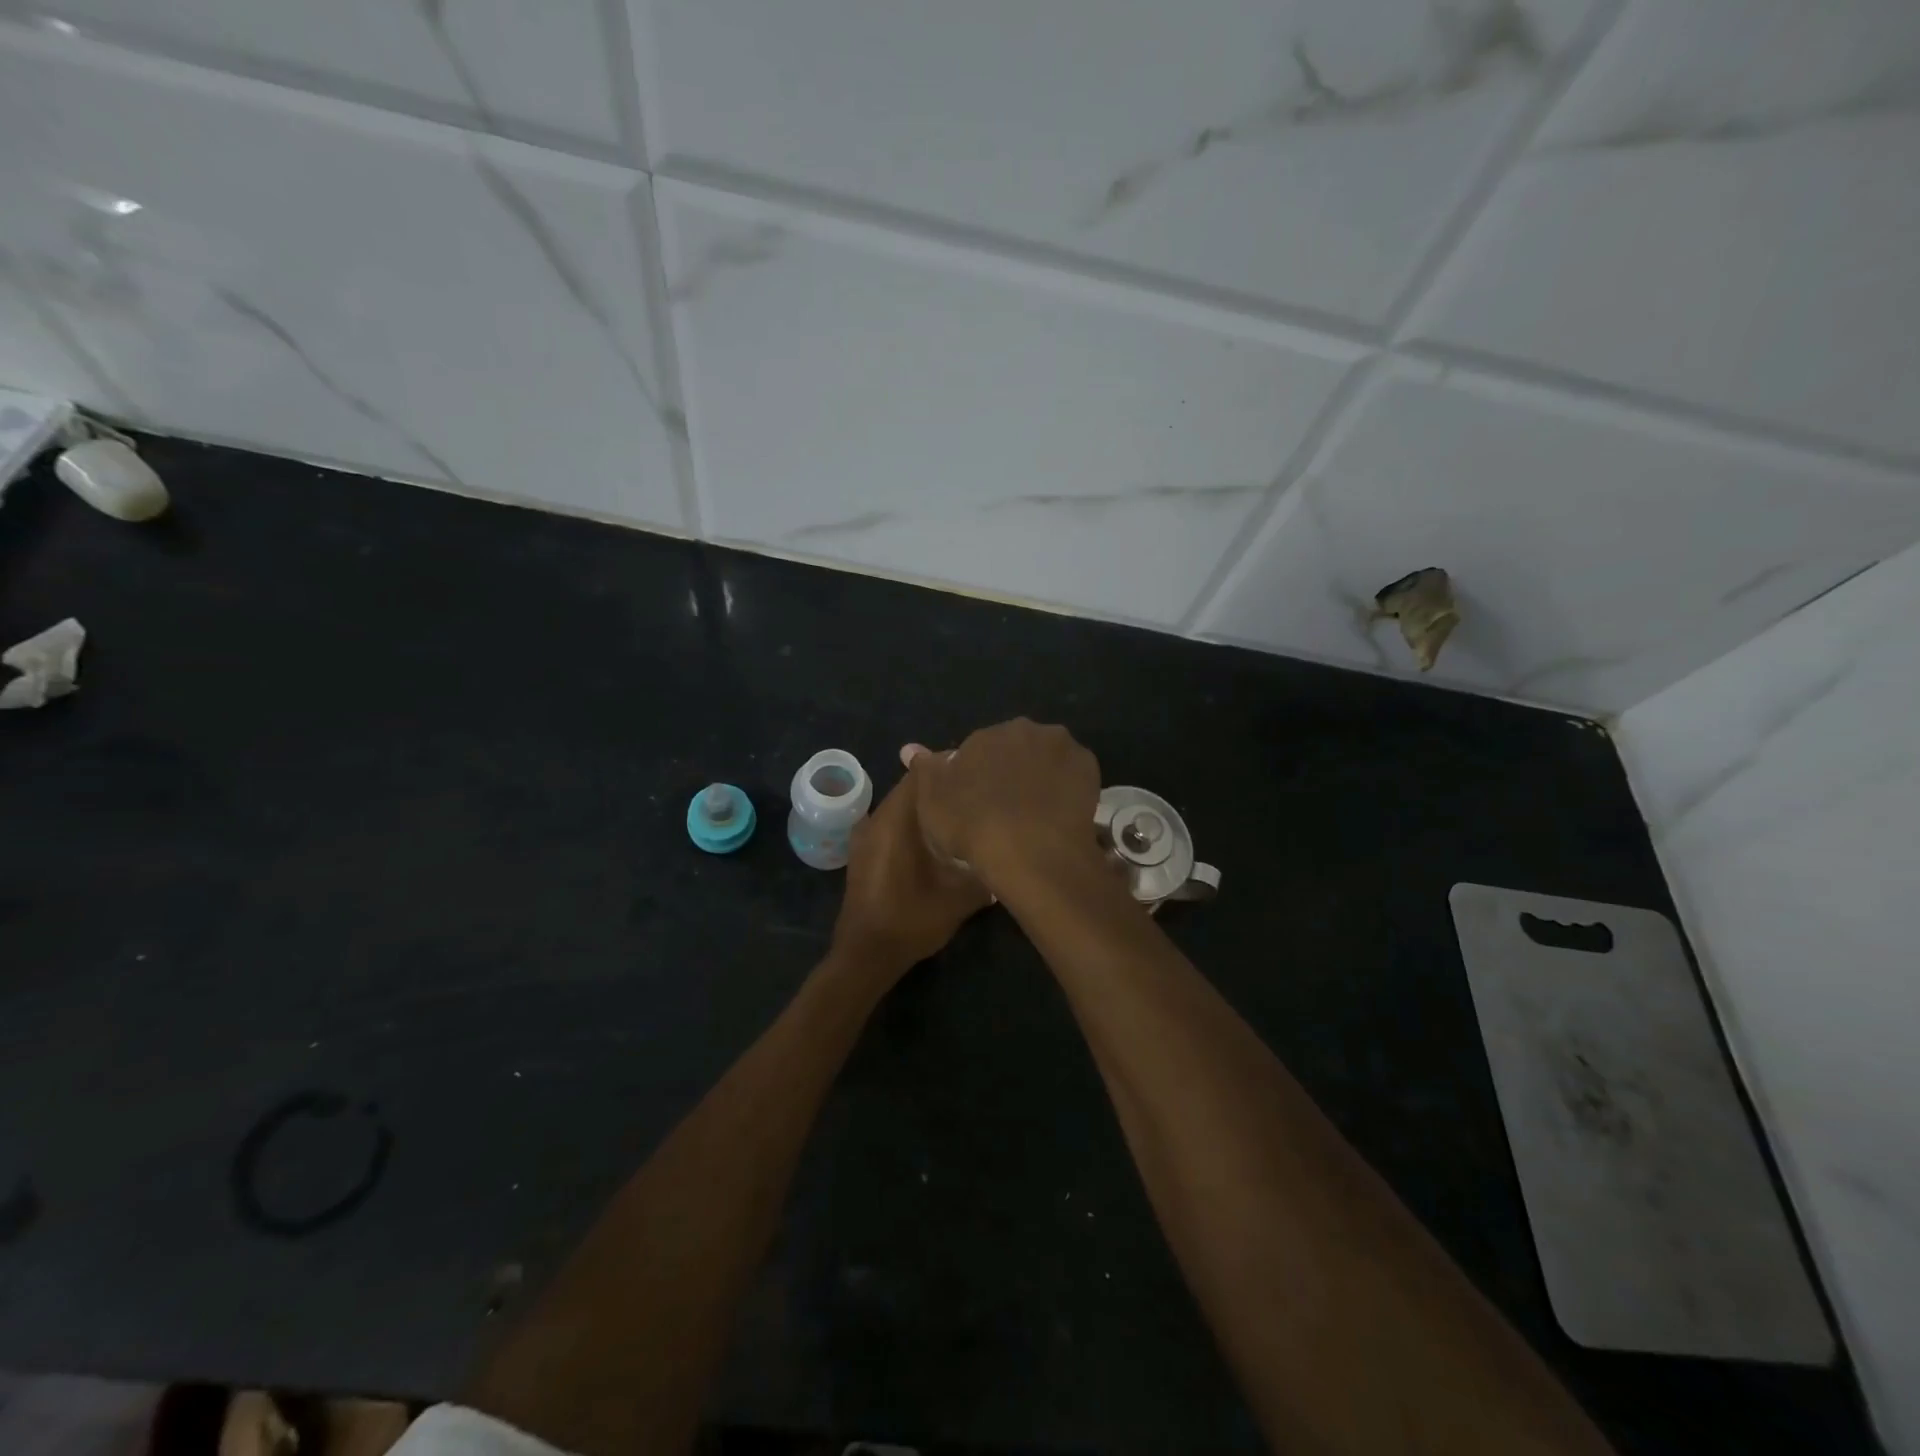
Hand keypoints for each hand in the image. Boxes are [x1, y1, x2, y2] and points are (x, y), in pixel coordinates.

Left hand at [830, 770, 992, 983]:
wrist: (865, 955)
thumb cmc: (910, 920)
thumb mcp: (960, 898)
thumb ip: (985, 873)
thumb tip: (1008, 858)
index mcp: (896, 819)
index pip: (922, 774)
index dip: (949, 767)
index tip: (977, 770)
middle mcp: (877, 818)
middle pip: (911, 788)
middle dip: (941, 788)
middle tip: (973, 793)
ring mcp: (865, 835)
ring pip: (901, 807)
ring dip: (926, 807)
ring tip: (958, 814)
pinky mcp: (863, 852)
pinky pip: (891, 825)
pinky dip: (912, 824)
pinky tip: (934, 839)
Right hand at [904, 719, 1101, 895]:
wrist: (1031, 851)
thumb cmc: (973, 825)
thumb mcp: (932, 801)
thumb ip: (925, 769)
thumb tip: (910, 748)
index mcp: (986, 734)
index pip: (978, 750)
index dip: (978, 777)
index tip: (978, 803)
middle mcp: (1025, 729)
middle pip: (1016, 749)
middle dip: (1011, 769)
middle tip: (1006, 807)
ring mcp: (1062, 747)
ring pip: (1046, 759)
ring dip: (1041, 775)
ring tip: (1035, 813)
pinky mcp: (1089, 768)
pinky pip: (1073, 775)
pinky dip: (1066, 788)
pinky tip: (1058, 814)